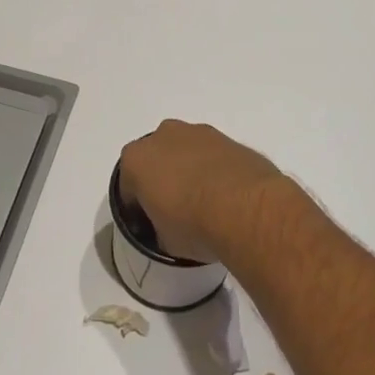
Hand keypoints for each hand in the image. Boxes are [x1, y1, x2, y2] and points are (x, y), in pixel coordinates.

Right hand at [118, 120, 289, 263]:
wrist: (247, 209)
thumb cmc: (193, 225)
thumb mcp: (165, 241)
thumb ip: (159, 228)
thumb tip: (169, 229)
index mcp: (136, 159)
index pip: (128, 186)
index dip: (137, 207)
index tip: (149, 225)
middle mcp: (164, 136)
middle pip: (156, 159)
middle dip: (163, 179)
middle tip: (176, 210)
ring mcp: (199, 133)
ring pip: (186, 151)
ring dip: (191, 170)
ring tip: (207, 203)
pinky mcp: (230, 138)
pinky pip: (214, 155)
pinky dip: (216, 169)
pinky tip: (228, 196)